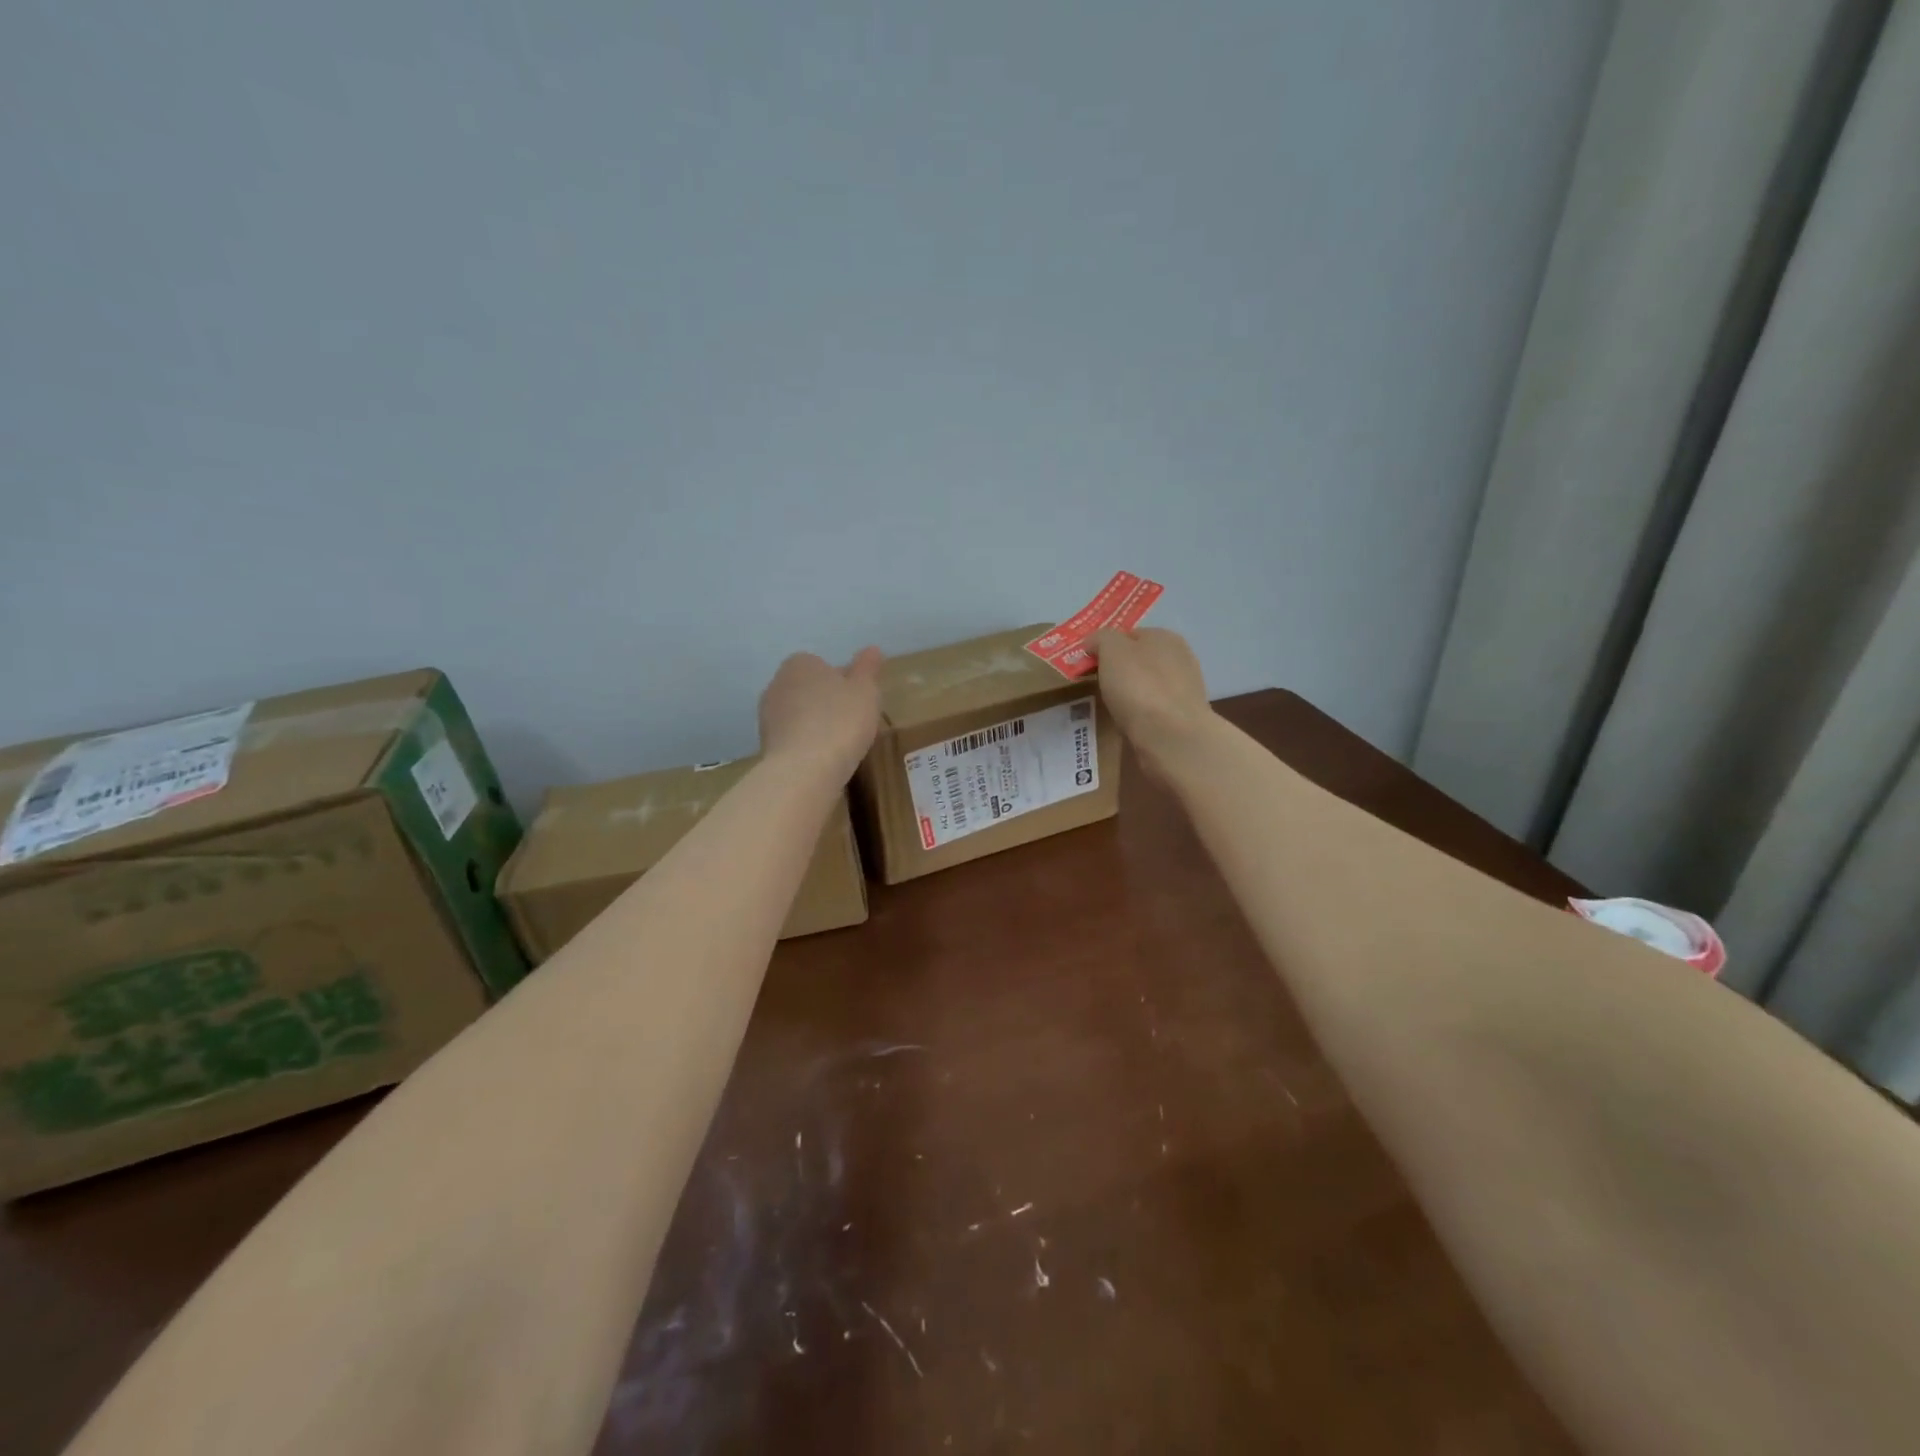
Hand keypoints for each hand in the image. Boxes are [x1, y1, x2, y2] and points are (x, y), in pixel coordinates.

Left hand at [758, 647, 883, 781]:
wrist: (804, 769)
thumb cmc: (841, 721)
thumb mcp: (866, 691)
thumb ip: (868, 668)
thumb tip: (872, 649)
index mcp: (800, 663)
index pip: (821, 665)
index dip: (842, 682)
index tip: (858, 700)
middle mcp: (777, 683)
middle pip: (808, 689)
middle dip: (826, 702)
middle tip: (851, 721)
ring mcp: (767, 716)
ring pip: (798, 715)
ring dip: (814, 725)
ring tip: (839, 744)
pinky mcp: (765, 745)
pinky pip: (792, 739)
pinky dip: (806, 745)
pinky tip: (822, 760)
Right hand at [1088, 627, 1213, 777]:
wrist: (1171, 737)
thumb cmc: (1139, 686)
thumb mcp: (1112, 650)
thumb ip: (1101, 639)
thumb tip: (1094, 643)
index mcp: (1164, 636)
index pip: (1129, 635)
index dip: (1106, 647)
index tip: (1087, 665)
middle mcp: (1180, 658)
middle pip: (1139, 661)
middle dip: (1118, 672)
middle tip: (1094, 687)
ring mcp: (1184, 690)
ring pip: (1146, 686)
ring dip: (1129, 695)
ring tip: (1108, 709)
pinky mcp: (1182, 718)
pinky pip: (1152, 710)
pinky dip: (1138, 715)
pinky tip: (1126, 724)